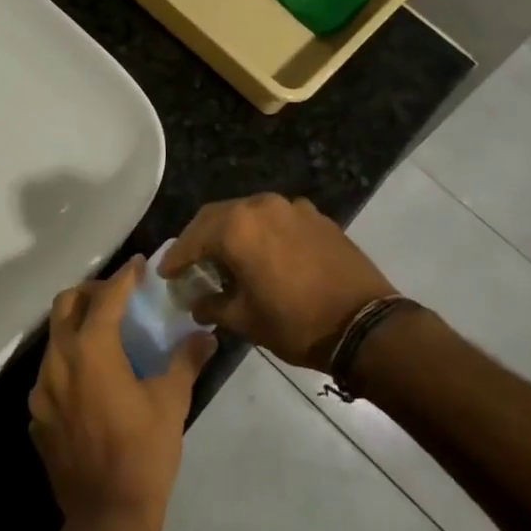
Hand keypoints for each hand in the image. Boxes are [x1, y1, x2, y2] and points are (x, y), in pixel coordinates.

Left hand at [29, 259, 215, 530]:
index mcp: (91, 351)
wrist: (106, 521)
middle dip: (92, 292)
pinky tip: (93, 380)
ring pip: (54, 339)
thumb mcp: (171, 402)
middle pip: (66, 305)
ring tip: (107, 334)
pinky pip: (50, 374)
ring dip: (78, 325)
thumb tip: (206, 335)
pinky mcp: (38, 418)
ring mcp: (42, 391)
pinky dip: (70, 361)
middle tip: (119, 296)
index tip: (140, 266)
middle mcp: (59, 362)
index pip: (107, 297)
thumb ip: (186, 360)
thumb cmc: (143, 454)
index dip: (125, 277)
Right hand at [162, 193, 396, 370]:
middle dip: (200, 238)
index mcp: (237, 227)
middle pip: (218, 216)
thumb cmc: (296, 323)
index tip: (166, 273)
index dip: (176, 257)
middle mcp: (261, 206)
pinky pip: (276, 218)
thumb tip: (197, 302)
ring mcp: (291, 207)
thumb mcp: (246, 320)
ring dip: (231, 232)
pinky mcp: (315, 216)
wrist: (364, 323)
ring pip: (248, 213)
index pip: (193, 237)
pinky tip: (263, 254)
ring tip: (225, 257)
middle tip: (190, 262)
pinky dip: (261, 232)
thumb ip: (214, 305)